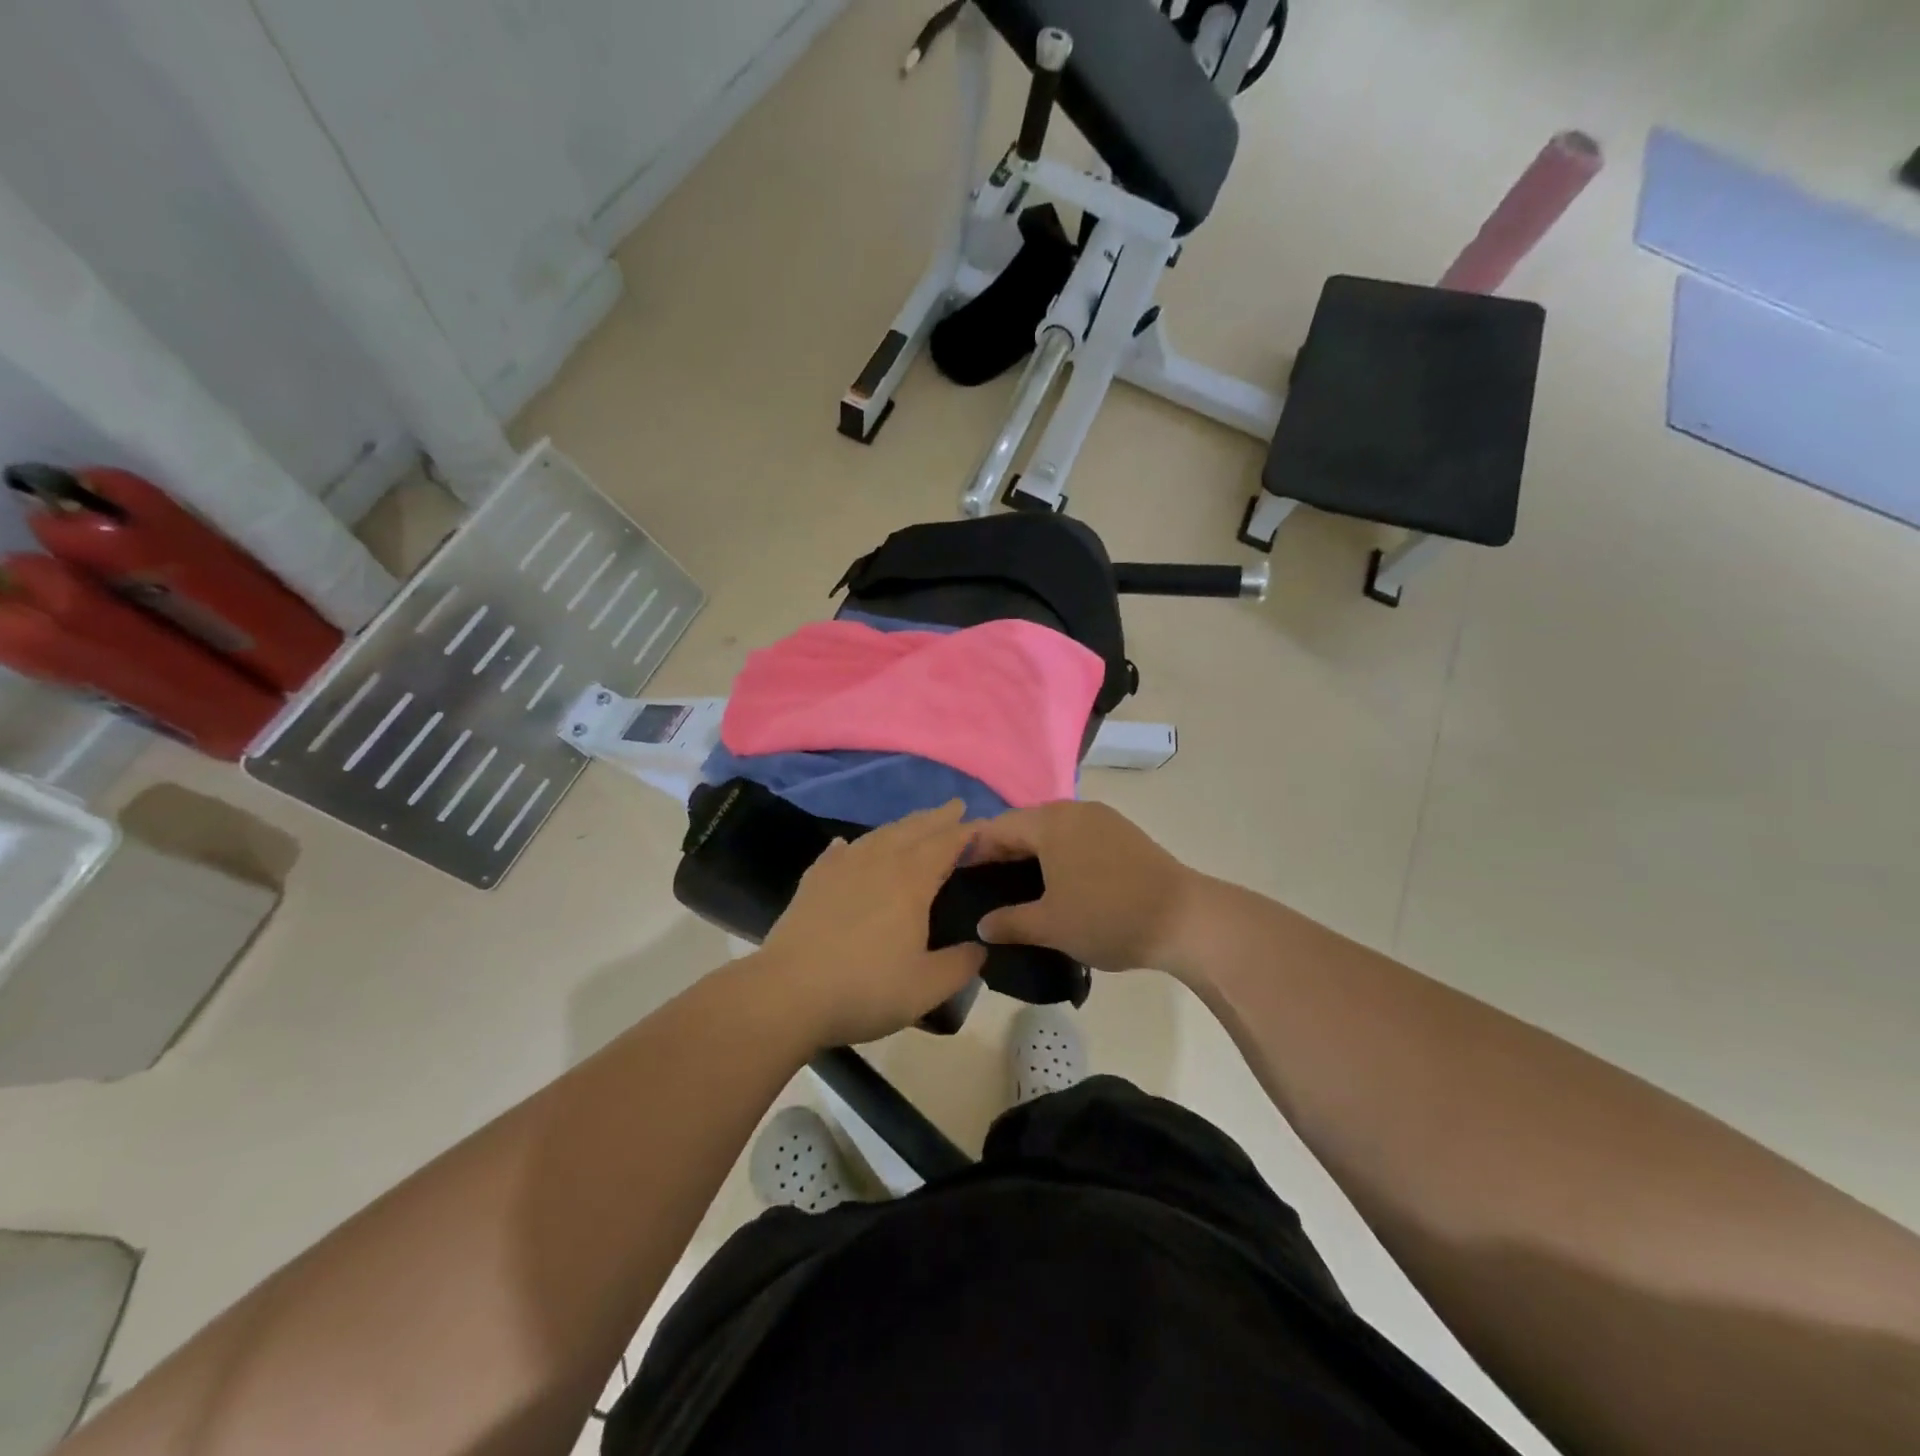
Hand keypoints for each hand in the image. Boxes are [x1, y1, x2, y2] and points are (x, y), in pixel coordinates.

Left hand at [759, 801, 986, 1048]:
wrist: (788, 993)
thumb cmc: (865, 988)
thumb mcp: (926, 987)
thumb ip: (960, 966)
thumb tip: (980, 949)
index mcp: (911, 880)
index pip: (946, 843)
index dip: (966, 831)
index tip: (983, 824)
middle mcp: (878, 862)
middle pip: (913, 829)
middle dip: (937, 817)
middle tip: (955, 806)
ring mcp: (841, 868)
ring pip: (877, 836)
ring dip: (901, 826)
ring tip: (913, 824)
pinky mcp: (812, 882)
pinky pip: (837, 853)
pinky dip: (850, 846)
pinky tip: (846, 845)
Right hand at [972, 801, 1198, 971]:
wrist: (1185, 919)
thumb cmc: (1107, 916)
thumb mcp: (1051, 925)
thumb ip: (1009, 922)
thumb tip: (982, 925)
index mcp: (1050, 823)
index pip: (997, 828)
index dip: (973, 851)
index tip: (958, 876)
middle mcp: (1074, 810)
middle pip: (1025, 825)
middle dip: (1003, 852)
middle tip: (985, 885)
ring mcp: (1103, 819)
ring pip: (1053, 830)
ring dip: (1033, 853)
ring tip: (1020, 887)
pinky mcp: (1124, 834)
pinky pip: (1077, 837)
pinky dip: (1059, 855)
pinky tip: (1060, 883)